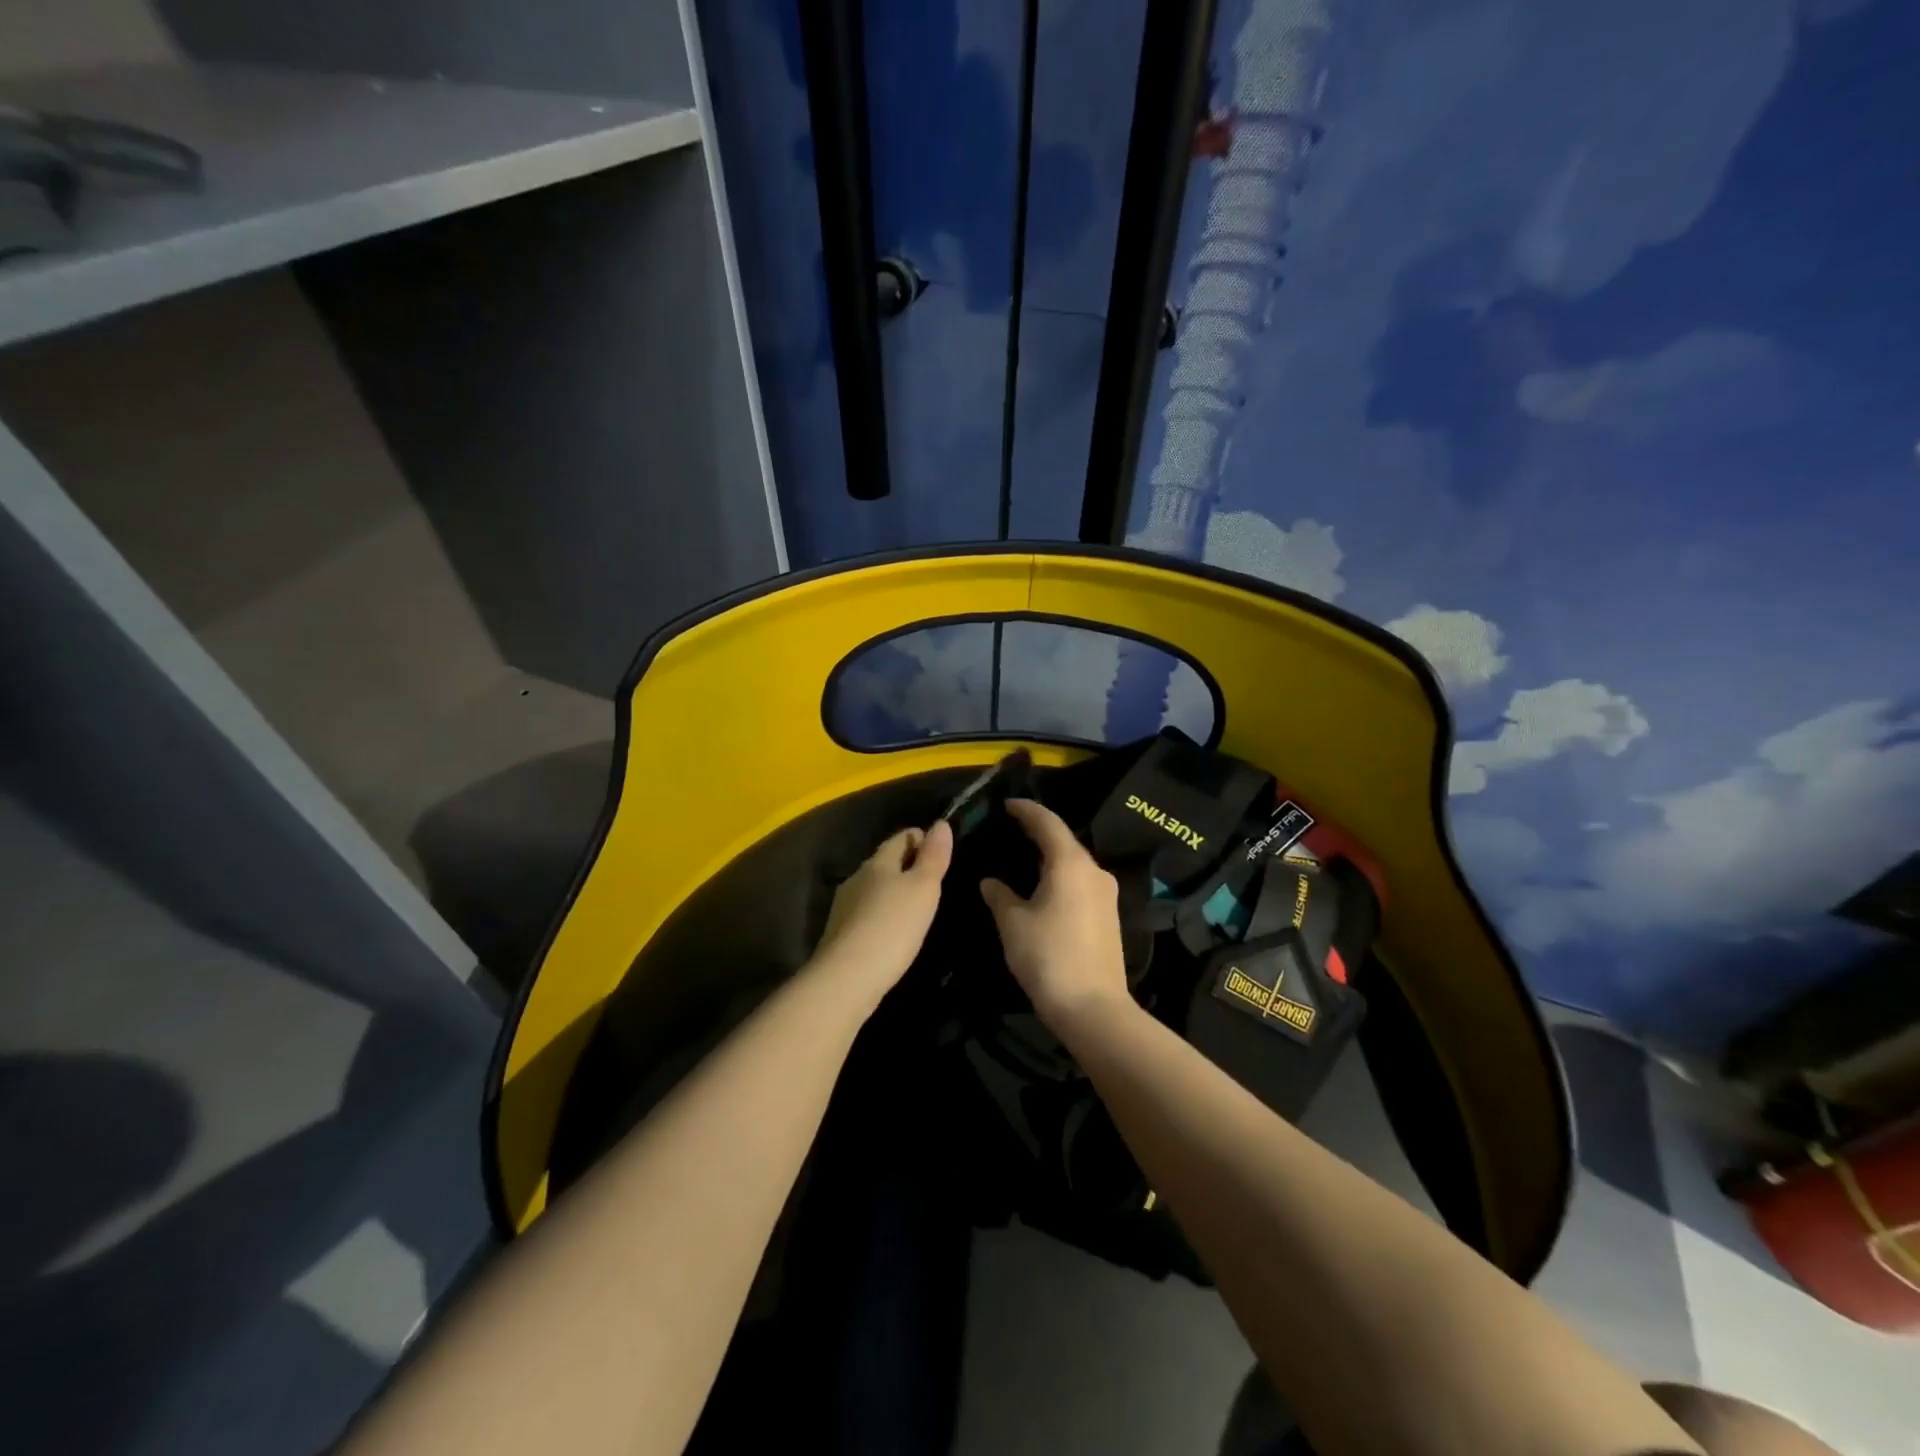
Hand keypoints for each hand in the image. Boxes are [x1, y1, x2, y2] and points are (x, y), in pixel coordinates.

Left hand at [812, 819, 953, 1006]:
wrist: (847, 979)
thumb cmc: (892, 927)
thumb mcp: (923, 889)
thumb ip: (933, 857)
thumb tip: (941, 823)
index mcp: (877, 863)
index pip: (901, 838)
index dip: (921, 838)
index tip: (941, 849)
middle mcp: (857, 878)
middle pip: (885, 862)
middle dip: (906, 864)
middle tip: (933, 879)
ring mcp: (844, 907)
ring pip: (873, 888)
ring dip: (893, 891)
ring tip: (915, 906)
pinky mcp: (840, 934)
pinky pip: (866, 913)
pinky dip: (882, 914)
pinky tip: (893, 931)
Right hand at [980, 800, 1129, 1031]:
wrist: (1093, 1008)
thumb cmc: (1048, 956)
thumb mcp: (1013, 923)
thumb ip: (999, 896)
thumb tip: (990, 881)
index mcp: (1070, 863)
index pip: (1047, 823)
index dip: (1026, 810)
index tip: (1007, 804)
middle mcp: (1094, 871)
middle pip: (1064, 840)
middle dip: (1038, 831)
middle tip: (1011, 828)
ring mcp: (1106, 894)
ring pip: (1074, 863)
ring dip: (1050, 856)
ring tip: (1023, 856)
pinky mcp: (1109, 915)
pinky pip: (1081, 882)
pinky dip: (1061, 875)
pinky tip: (1044, 886)